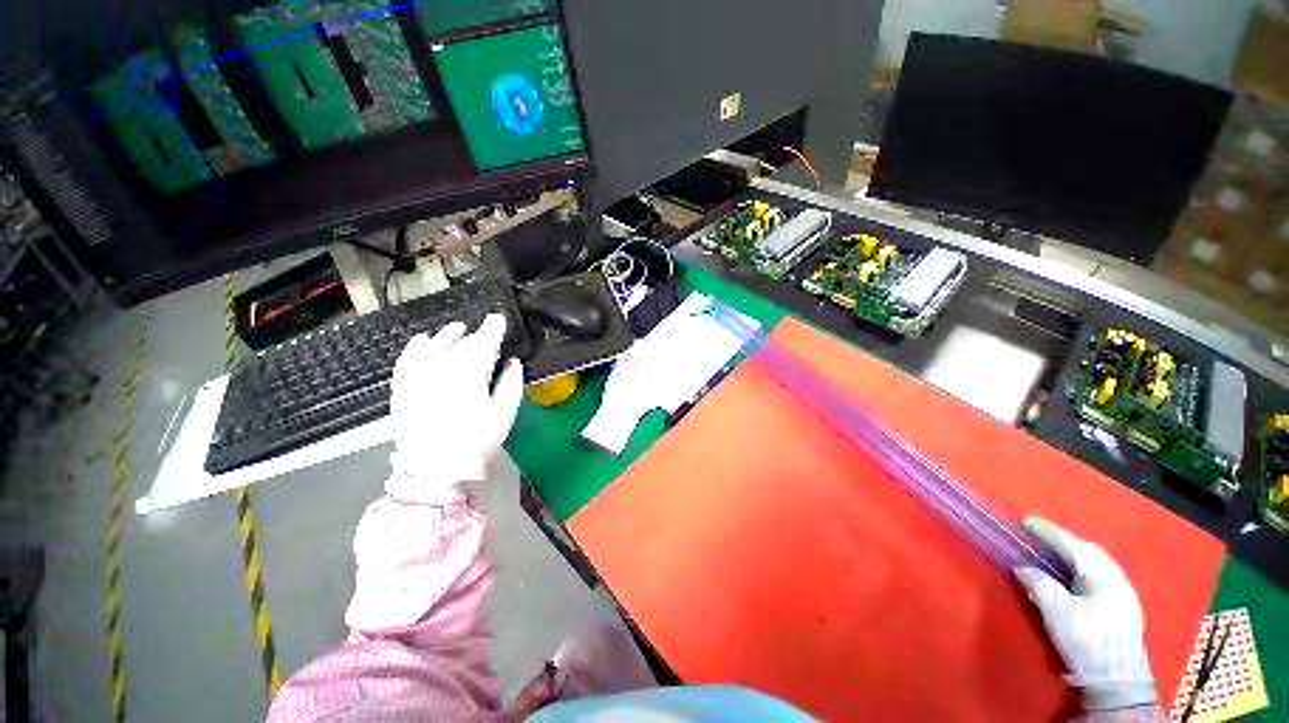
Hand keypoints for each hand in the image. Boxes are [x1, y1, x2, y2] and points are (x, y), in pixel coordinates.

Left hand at [387, 314, 523, 503]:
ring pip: (433, 345)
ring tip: (456, 330)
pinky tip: (423, 340)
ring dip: (447, 335)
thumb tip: (513, 362)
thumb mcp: (503, 414)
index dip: (492, 329)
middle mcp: (441, 368)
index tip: (498, 320)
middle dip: (474, 334)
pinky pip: (407, 359)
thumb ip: (510, 384)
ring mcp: (418, 377)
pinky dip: (416, 347)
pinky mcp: (403, 387)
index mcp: (469, 374)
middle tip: (484, 331)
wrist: (433, 469)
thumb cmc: (475, 441)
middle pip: (459, 342)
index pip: (482, 342)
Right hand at [1014, 517, 1155, 710]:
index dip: (1049, 532)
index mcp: (1102, 575)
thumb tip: (1023, 567)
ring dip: (1075, 554)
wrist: (1118, 680)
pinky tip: (1076, 575)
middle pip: (1089, 551)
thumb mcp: (1057, 612)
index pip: (1073, 545)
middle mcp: (1117, 578)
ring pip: (1098, 563)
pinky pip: (1102, 576)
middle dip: (1064, 540)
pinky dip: (1084, 568)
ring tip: (1055, 551)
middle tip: (1039, 534)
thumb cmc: (1086, 640)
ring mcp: (1124, 594)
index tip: (1026, 520)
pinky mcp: (1124, 608)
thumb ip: (1039, 584)